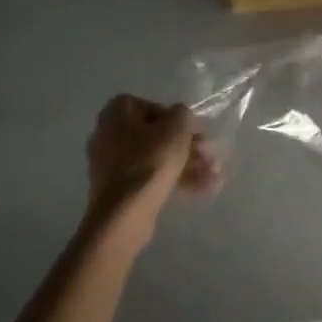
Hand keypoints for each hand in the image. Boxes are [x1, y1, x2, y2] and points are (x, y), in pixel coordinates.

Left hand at [84, 95, 217, 242]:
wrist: (124, 215)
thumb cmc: (150, 161)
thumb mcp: (177, 127)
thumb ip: (183, 114)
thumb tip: (181, 118)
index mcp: (116, 112)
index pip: (153, 107)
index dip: (178, 119)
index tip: (195, 132)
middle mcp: (108, 134)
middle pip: (156, 135)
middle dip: (187, 146)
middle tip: (209, 155)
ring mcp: (110, 165)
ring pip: (156, 159)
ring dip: (187, 165)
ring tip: (213, 175)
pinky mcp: (117, 191)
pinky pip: (150, 178)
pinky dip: (174, 181)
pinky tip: (202, 189)